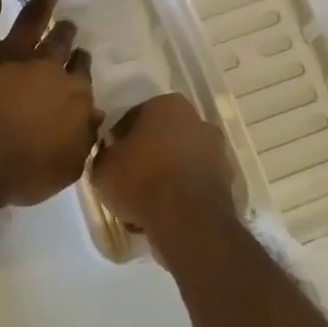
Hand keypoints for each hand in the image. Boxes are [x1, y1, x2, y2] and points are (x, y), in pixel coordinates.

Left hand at [0, 0, 100, 208]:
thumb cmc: (19, 172)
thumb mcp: (65, 168)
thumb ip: (83, 139)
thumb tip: (96, 115)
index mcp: (71, 98)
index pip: (80, 78)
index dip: (78, 72)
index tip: (78, 69)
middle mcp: (48, 69)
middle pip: (61, 47)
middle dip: (66, 37)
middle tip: (68, 28)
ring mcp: (14, 54)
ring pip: (35, 19)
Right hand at [88, 93, 237, 261]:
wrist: (187, 221)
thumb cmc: (141, 181)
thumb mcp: (102, 167)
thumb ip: (104, 154)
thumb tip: (110, 155)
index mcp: (166, 105)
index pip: (133, 117)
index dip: (118, 140)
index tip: (110, 160)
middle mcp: (196, 120)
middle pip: (159, 138)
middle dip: (145, 156)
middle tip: (126, 181)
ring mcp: (215, 150)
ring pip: (177, 161)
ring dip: (162, 177)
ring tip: (142, 205)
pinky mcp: (225, 180)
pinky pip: (192, 183)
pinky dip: (180, 194)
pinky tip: (163, 215)